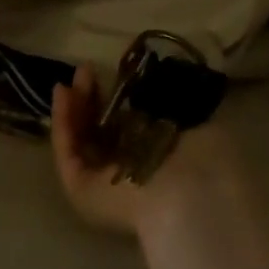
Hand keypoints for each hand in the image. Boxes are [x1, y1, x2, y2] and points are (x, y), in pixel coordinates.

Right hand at [51, 65, 237, 237]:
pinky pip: (68, 150)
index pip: (129, 124)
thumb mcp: (193, 115)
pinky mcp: (80, 187)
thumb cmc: (205, 157)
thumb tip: (151, 78)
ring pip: (79, 138)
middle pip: (99, 129)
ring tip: (68, 79)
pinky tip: (62, 94)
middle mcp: (128, 170)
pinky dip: (62, 122)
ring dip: (72, 107)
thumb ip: (168, 98)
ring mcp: (101, 181)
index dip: (116, 97)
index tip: (113, 72)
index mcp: (159, 156)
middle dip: (90, 99)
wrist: (195, 197)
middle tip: (84, 72)